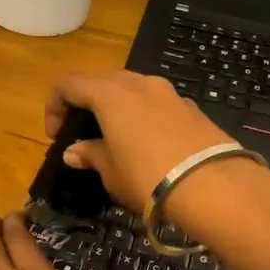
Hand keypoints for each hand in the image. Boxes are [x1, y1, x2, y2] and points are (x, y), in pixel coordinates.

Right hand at [44, 70, 234, 214]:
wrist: (215, 186)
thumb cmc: (149, 178)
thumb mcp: (111, 172)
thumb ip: (91, 155)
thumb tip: (74, 151)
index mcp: (110, 93)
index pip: (68, 84)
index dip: (54, 106)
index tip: (56, 136)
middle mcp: (138, 83)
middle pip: (101, 82)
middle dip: (87, 105)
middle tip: (84, 136)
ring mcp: (168, 92)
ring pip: (131, 91)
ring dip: (117, 109)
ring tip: (118, 141)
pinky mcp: (191, 107)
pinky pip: (156, 104)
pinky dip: (144, 117)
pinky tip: (151, 147)